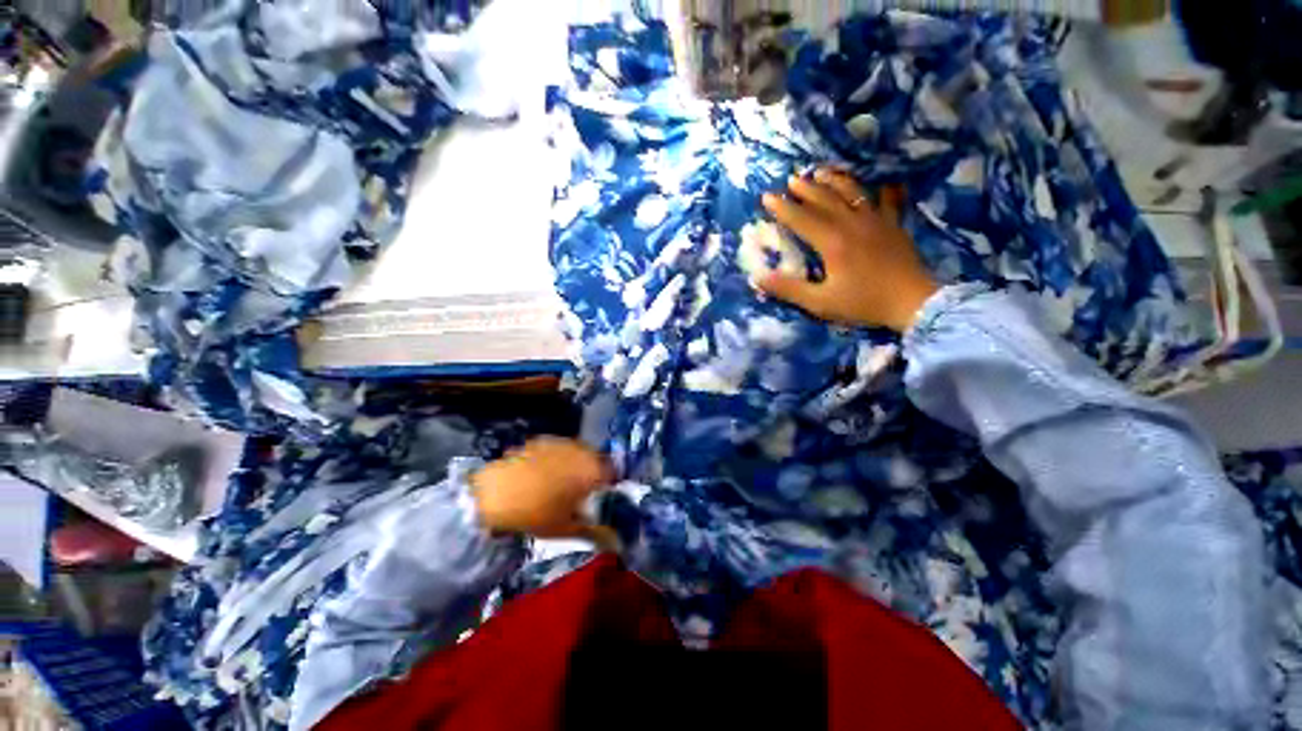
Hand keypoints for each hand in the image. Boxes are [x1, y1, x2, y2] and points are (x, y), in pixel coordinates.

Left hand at [470, 437, 614, 538]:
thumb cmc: (536, 514)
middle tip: (579, 494)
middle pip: (596, 460)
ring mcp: (561, 442)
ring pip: (577, 453)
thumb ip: (595, 532)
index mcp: (592, 470)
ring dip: (575, 465)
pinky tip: (542, 474)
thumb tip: (615, 542)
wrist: (495, 494)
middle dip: (591, 474)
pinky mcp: (543, 440)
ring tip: (559, 484)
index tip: (599, 499)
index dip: (608, 487)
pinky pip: (558, 449)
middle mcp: (581, 451)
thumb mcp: (566, 529)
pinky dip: (557, 459)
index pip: (613, 474)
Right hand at [757, 168, 938, 331]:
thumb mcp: (819, 302)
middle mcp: (852, 224)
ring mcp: (876, 221)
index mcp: (832, 242)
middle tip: (791, 179)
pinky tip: (879, 180)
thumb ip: (788, 289)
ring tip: (822, 172)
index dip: (782, 208)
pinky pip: (887, 199)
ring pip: (853, 193)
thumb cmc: (863, 303)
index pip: (801, 219)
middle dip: (806, 189)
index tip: (767, 196)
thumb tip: (758, 278)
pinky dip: (881, 188)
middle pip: (825, 200)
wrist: (913, 302)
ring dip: (835, 181)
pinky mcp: (894, 224)